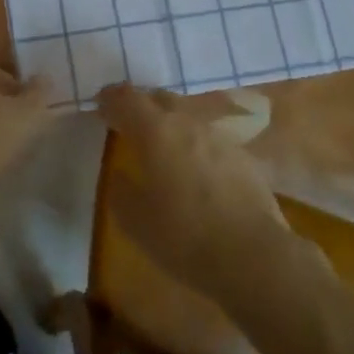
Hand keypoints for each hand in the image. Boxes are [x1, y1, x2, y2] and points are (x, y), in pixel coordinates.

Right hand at [96, 84, 299, 311]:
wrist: (252, 255)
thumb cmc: (183, 236)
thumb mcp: (134, 220)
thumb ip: (122, 189)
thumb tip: (123, 174)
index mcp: (155, 130)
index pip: (126, 98)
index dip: (110, 98)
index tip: (100, 106)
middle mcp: (187, 122)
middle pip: (160, 98)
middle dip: (141, 106)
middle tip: (129, 123)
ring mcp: (219, 137)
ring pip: (188, 117)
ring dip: (171, 125)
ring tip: (162, 148)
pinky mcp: (243, 157)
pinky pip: (210, 140)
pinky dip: (196, 146)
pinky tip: (195, 170)